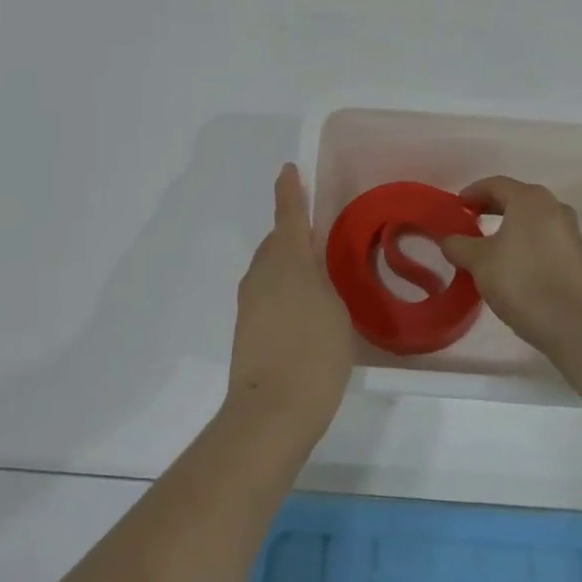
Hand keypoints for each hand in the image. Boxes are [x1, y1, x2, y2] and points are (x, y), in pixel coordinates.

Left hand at [226, 165, 354, 442]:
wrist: (271, 412)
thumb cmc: (314, 353)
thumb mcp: (335, 308)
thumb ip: (324, 281)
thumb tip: (312, 273)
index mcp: (286, 260)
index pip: (288, 215)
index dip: (290, 191)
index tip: (288, 170)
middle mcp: (262, 273)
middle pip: (276, 242)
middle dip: (292, 233)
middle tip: (319, 237)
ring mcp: (249, 301)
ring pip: (270, 268)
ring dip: (289, 264)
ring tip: (317, 277)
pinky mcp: (246, 327)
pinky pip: (267, 291)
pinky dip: (283, 289)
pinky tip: (303, 309)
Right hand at [440, 177, 581, 351]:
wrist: (572, 323)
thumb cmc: (520, 280)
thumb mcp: (478, 261)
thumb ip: (459, 245)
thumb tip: (449, 240)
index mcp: (529, 199)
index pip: (495, 184)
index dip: (473, 192)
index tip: (457, 207)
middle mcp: (554, 206)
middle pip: (517, 199)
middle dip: (491, 208)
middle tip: (470, 222)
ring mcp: (570, 231)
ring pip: (533, 220)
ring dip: (510, 226)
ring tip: (490, 245)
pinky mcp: (578, 256)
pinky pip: (545, 238)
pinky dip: (526, 242)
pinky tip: (513, 264)